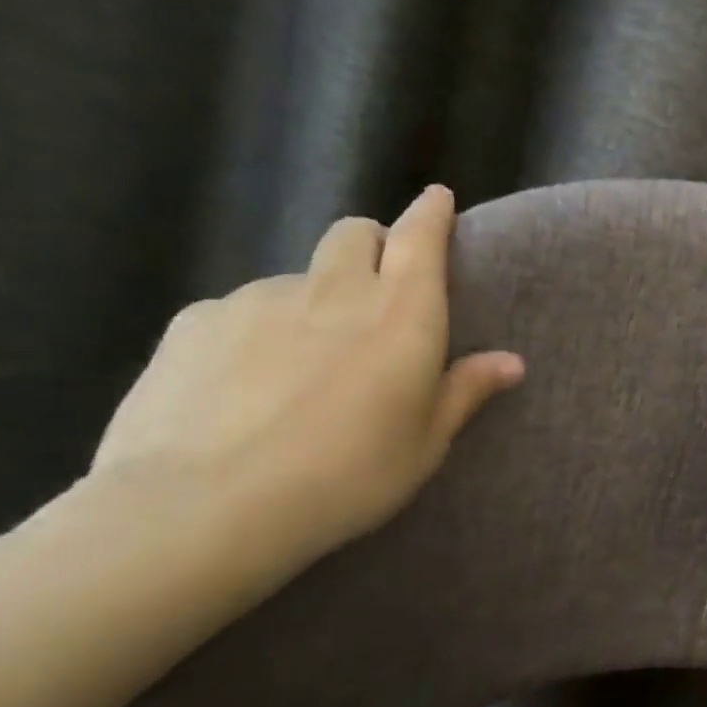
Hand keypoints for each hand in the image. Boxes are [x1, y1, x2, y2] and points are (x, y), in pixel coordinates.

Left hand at [90, 184, 522, 572]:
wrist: (203, 507)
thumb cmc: (347, 476)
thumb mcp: (425, 444)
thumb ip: (465, 391)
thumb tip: (511, 362)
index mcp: (402, 314)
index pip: (421, 237)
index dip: (431, 213)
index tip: (437, 199)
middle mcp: (334, 290)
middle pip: (355, 233)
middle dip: (373, 245)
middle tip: (376, 292)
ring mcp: (258, 299)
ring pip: (297, 276)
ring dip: (314, 299)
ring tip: (303, 363)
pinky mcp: (195, 321)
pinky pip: (239, 309)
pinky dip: (256, 331)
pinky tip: (244, 385)